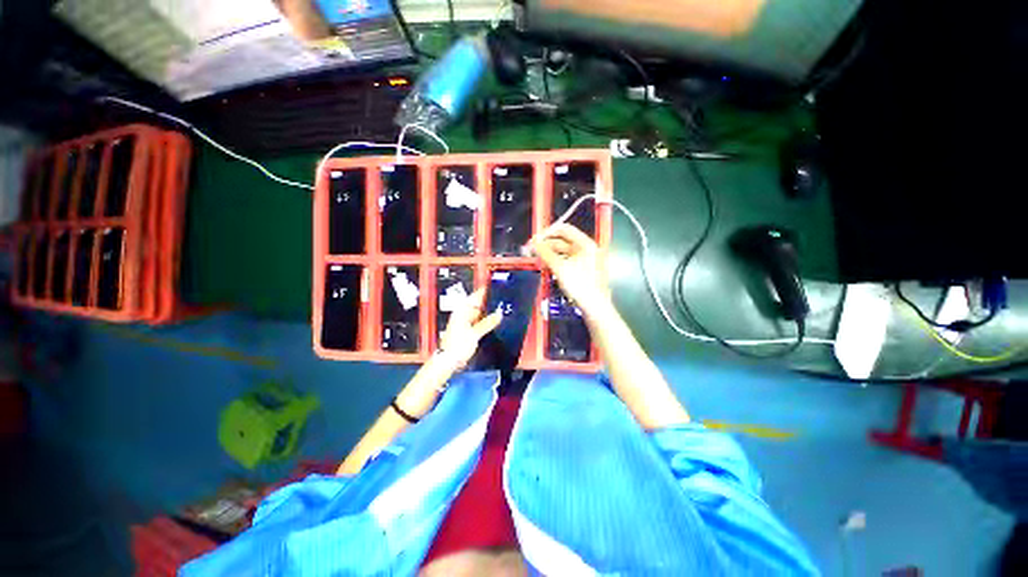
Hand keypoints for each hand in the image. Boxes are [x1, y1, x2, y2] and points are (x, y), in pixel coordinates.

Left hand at [437, 287, 502, 370]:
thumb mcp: (474, 333)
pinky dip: (486, 321)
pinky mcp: (469, 330)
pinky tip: (495, 321)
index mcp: (461, 312)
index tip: (494, 287)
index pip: (474, 297)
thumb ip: (487, 323)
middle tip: (503, 299)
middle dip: (489, 303)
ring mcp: (466, 322)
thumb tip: (499, 313)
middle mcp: (463, 315)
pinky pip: (479, 322)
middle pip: (478, 305)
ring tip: (502, 308)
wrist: (449, 361)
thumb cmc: (458, 345)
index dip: (483, 292)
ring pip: (479, 314)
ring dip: (488, 312)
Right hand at [529, 224, 611, 319]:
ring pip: (563, 252)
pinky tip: (547, 266)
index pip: (564, 229)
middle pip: (563, 241)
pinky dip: (556, 261)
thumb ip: (545, 252)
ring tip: (536, 259)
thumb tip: (534, 241)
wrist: (594, 305)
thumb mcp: (560, 267)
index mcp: (585, 243)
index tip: (535, 239)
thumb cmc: (579, 284)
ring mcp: (585, 259)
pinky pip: (566, 260)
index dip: (548, 232)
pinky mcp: (582, 269)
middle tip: (531, 250)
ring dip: (549, 254)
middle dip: (546, 245)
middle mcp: (586, 248)